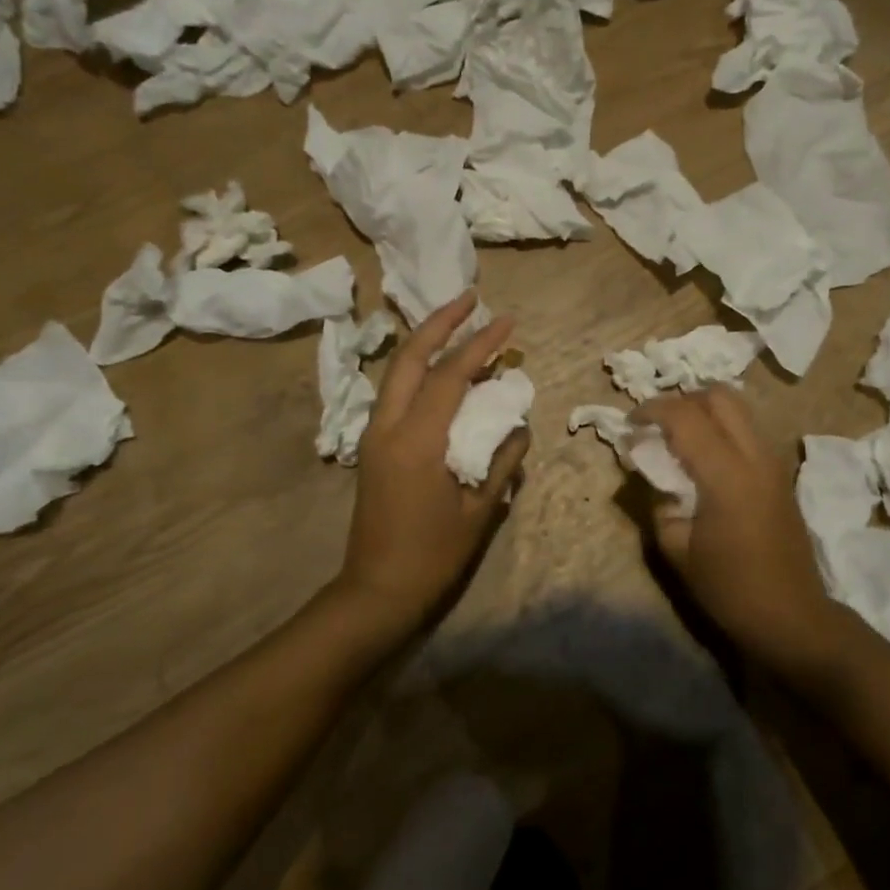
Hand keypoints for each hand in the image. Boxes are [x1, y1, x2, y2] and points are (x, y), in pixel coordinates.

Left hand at [336, 290, 529, 637]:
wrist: (377, 591)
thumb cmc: (433, 555)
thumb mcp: (480, 510)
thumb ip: (503, 460)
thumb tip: (517, 424)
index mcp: (416, 441)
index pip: (451, 376)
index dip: (481, 344)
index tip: (508, 321)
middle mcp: (388, 427)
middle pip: (410, 356)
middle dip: (441, 321)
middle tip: (471, 298)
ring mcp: (374, 435)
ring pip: (396, 370)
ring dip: (426, 341)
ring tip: (457, 322)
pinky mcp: (372, 446)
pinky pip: (395, 392)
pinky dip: (418, 369)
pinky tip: (439, 368)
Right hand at [635, 388, 851, 680]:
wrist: (792, 617)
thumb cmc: (730, 588)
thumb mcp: (677, 549)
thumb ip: (658, 501)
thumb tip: (648, 470)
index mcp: (726, 474)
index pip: (685, 416)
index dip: (651, 410)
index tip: (629, 424)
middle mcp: (755, 455)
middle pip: (719, 395)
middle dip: (682, 400)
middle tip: (658, 426)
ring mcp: (773, 461)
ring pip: (738, 408)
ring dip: (705, 411)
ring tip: (679, 438)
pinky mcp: (781, 473)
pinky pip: (748, 430)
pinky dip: (722, 428)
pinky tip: (705, 458)